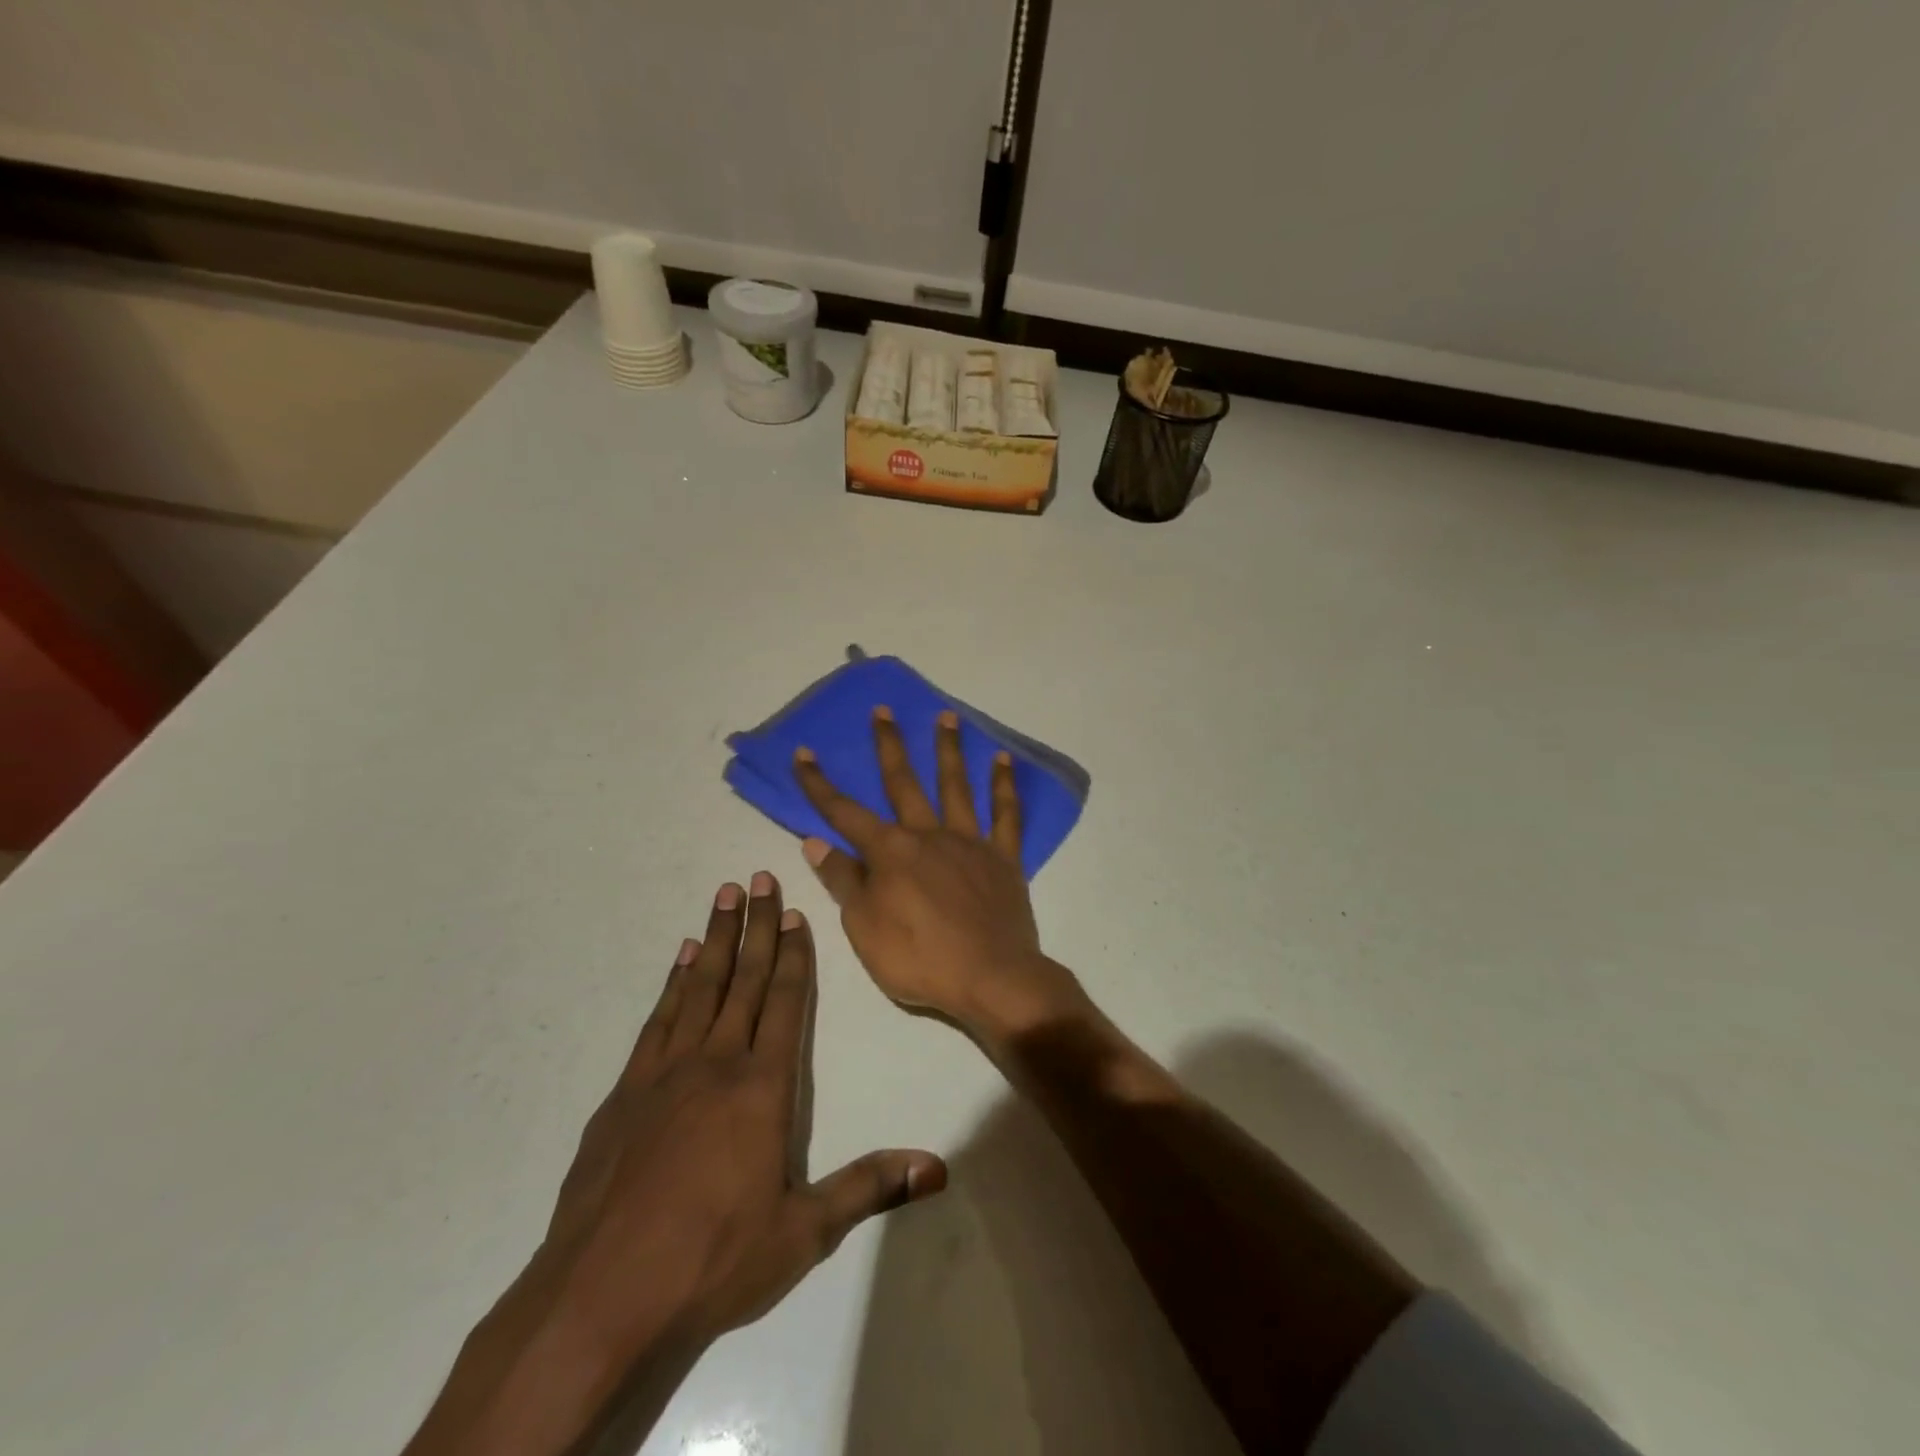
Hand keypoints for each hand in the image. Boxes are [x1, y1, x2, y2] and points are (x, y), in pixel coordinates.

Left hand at [405, 874, 945, 1455]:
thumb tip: (938, 1168)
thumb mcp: (803, 1234)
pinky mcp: (625, 1093)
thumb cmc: (712, 1261)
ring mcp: (664, 1074)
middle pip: (742, 980)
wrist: (599, 1298)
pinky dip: (671, 984)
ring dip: (713, 939)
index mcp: (761, 1088)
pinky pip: (657, 1020)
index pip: (784, 1003)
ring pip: (697, 988)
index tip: (795, 912)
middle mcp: (716, 1064)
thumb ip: (870, 1188)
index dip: (793, 955)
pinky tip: (677, 960)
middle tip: (759, 877)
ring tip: (723, 896)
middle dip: (756, 926)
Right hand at [792, 707, 1085, 1040]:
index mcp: (890, 853)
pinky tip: (1004, 759)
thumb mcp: (864, 928)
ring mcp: (969, 842)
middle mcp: (928, 835)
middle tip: (883, 710)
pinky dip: (1005, 785)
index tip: (804, 754)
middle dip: (889, 746)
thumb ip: (843, 881)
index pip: (844, 813)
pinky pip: (1006, 814)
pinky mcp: (1003, 857)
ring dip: (949, 749)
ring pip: (956, 786)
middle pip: (904, 783)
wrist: (992, 978)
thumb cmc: (919, 959)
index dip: (820, 785)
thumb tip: (816, 842)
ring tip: (946, 716)